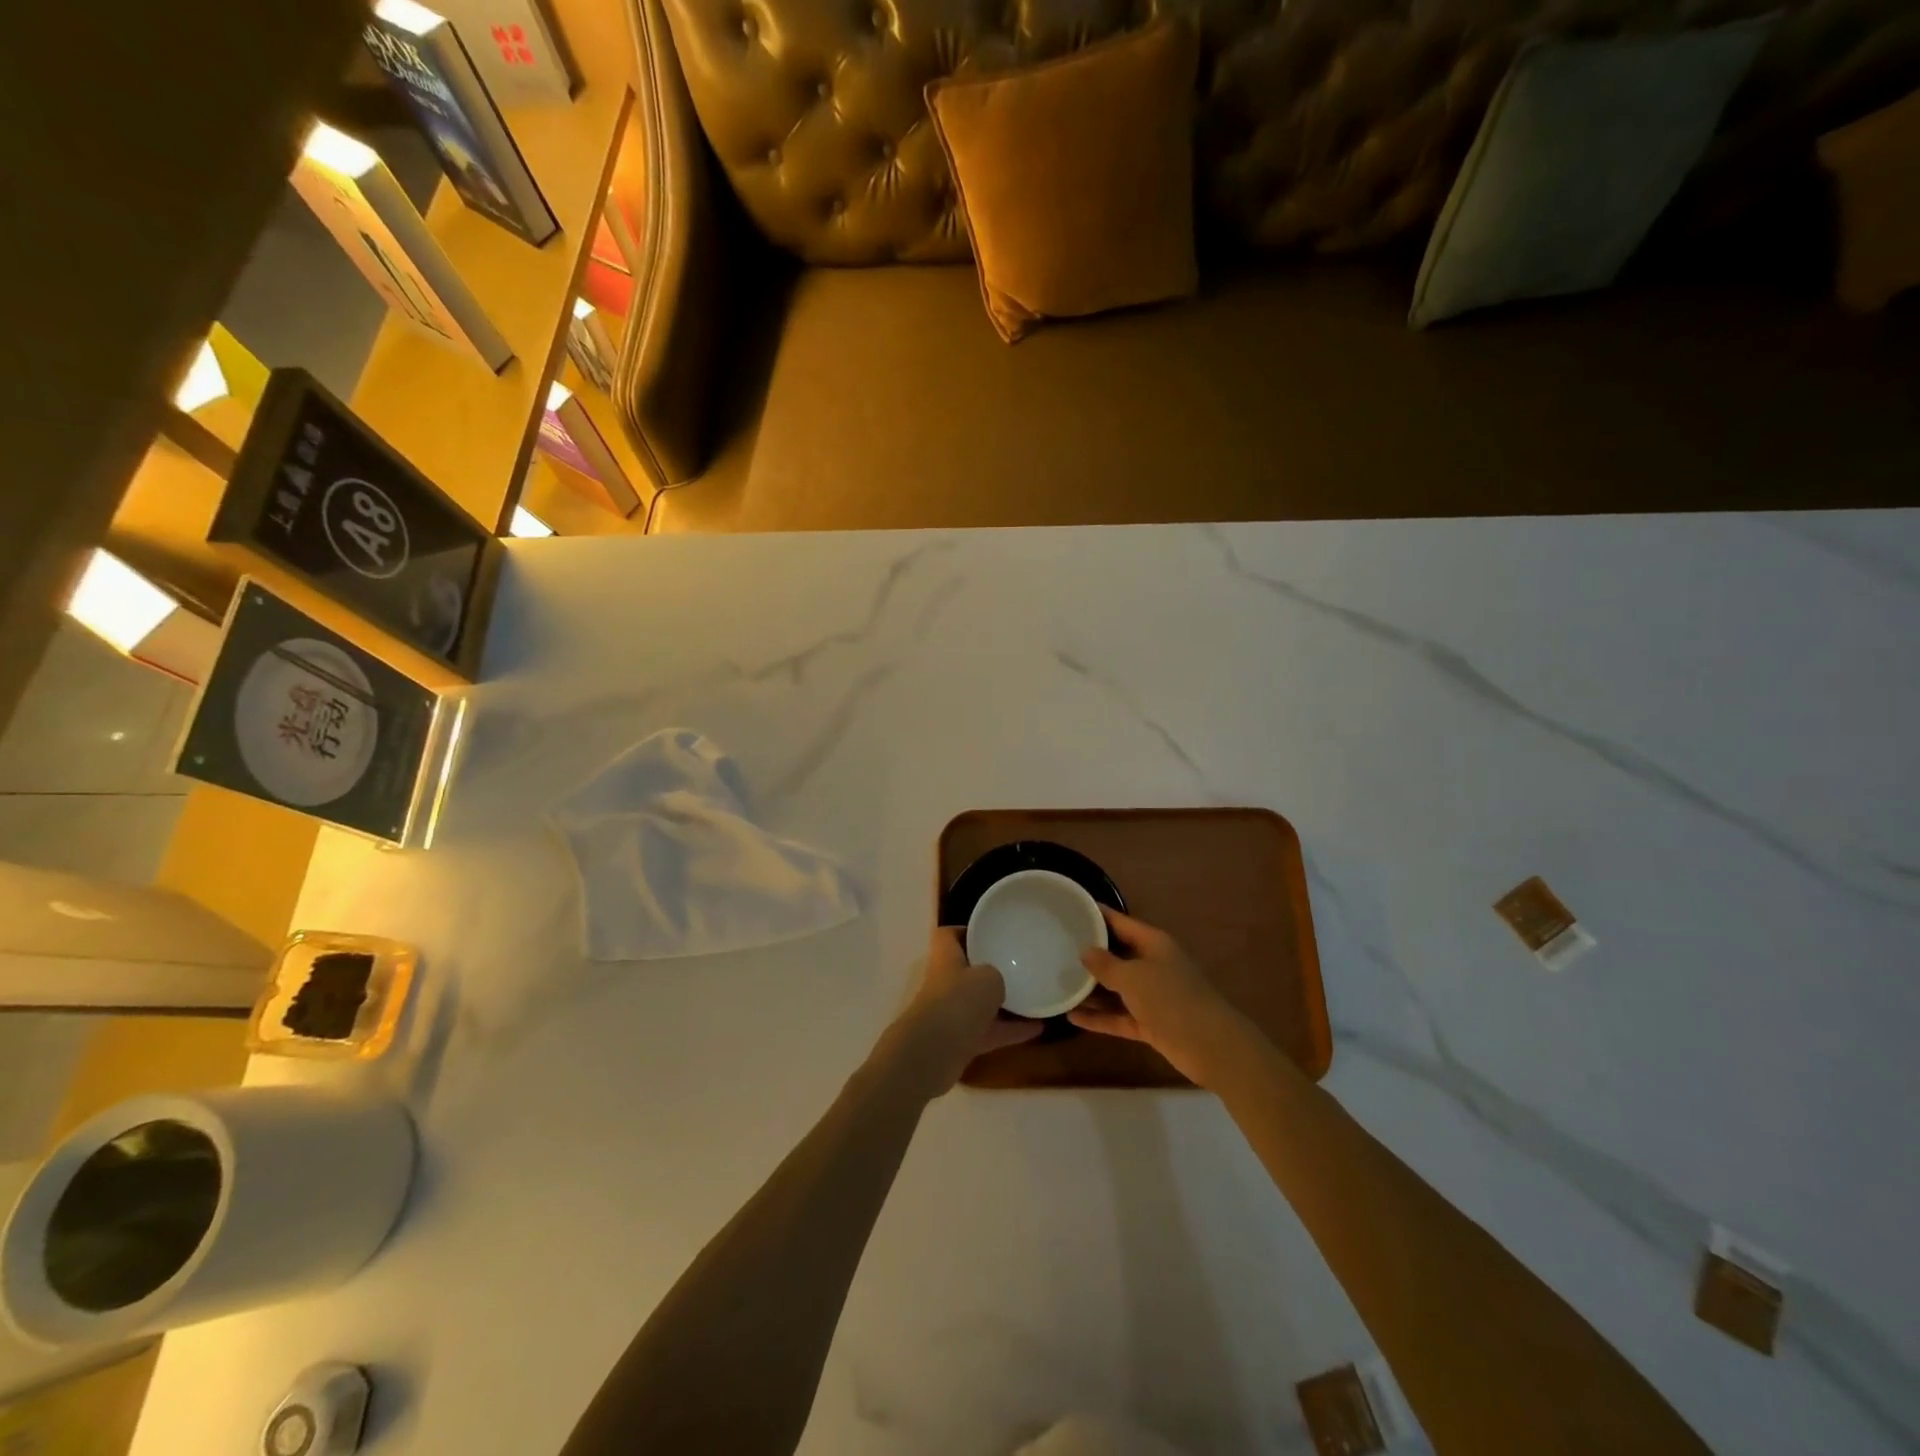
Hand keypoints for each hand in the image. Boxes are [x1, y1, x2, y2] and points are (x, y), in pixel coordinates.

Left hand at [880, 927, 1042, 1098]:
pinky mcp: (960, 1042)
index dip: (966, 931)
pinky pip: (989, 1031)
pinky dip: (1010, 1031)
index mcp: (945, 957)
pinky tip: (1038, 1028)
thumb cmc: (959, 1001)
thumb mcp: (988, 976)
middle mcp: (945, 983)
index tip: (991, 934)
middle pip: (966, 970)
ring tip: (1034, 997)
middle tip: (1018, 966)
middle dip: (989, 970)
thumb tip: (999, 982)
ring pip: (979, 1004)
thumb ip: (997, 974)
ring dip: (1003, 1003)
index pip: (949, 935)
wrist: (933, 1053)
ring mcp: (951, 1013)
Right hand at [1068, 908, 1255, 1087]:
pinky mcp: (1150, 1024)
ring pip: (1116, 988)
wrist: (1210, 1046)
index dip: (1098, 915)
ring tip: (1058, 983)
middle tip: (1056, 948)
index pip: (1121, 922)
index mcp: (1153, 944)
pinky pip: (1119, 1016)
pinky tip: (1072, 1017)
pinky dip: (1099, 1018)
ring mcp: (1152, 996)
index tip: (1071, 908)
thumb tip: (1085, 951)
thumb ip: (1106, 964)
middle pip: (1117, 955)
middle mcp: (1152, 965)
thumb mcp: (1133, 977)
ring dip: (1091, 989)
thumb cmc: (1171, 999)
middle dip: (1090, 954)